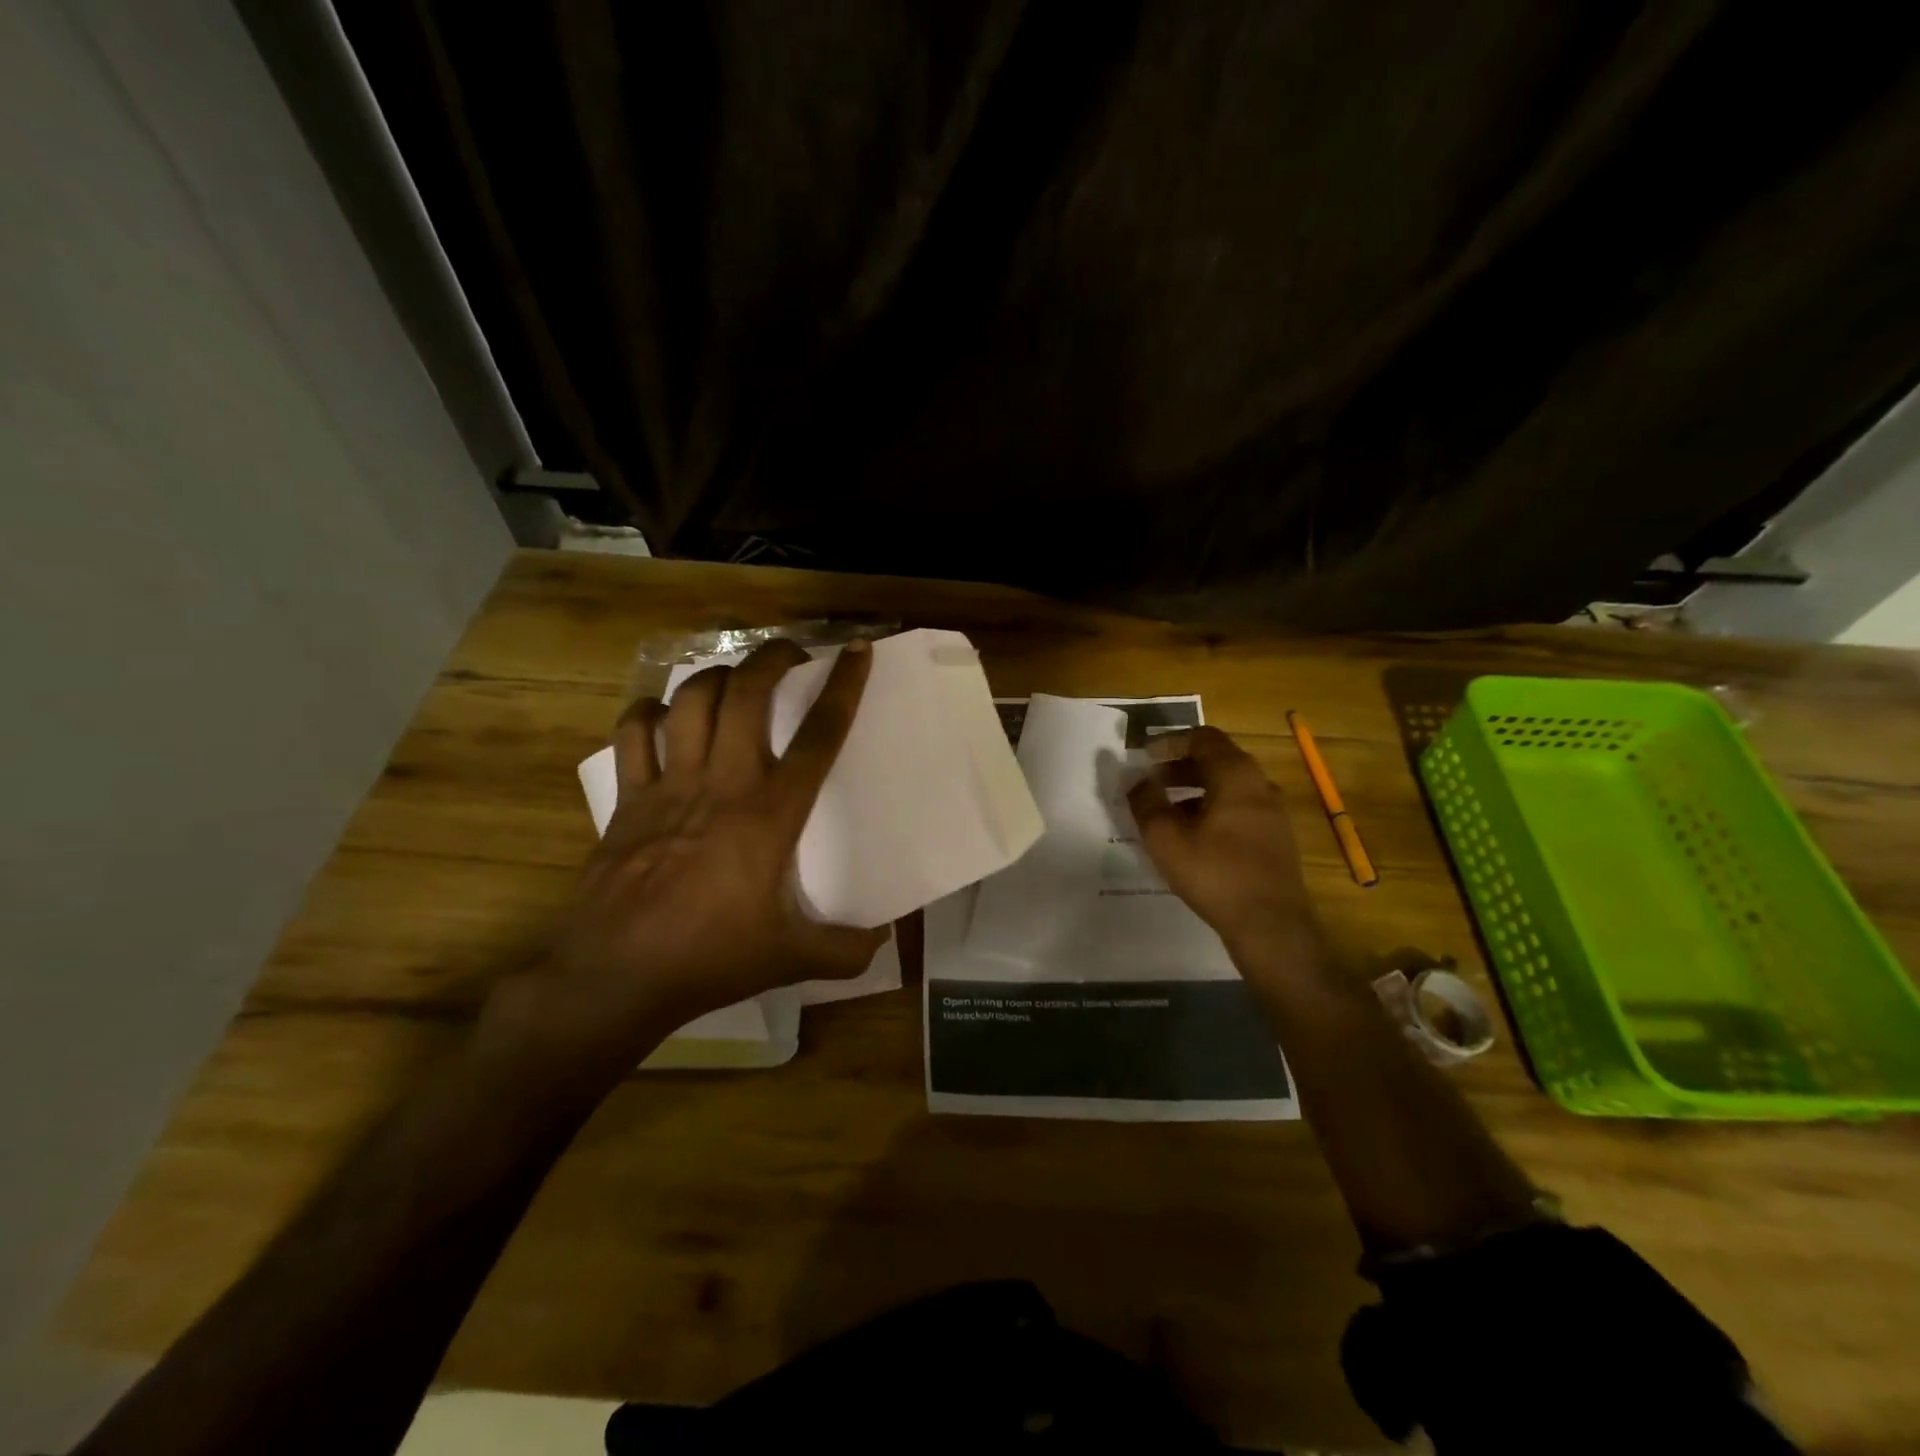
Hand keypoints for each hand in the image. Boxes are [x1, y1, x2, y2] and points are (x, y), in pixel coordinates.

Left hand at [500, 640, 886, 1074]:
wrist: (614, 975)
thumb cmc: (709, 959)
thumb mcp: (790, 960)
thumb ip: (845, 950)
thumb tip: (881, 939)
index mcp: (769, 815)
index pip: (817, 737)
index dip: (842, 688)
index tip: (855, 652)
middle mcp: (721, 785)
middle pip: (747, 695)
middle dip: (772, 658)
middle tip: (792, 654)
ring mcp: (669, 786)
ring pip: (691, 701)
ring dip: (718, 676)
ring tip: (736, 679)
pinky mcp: (627, 799)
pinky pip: (634, 734)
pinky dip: (650, 712)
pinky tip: (664, 715)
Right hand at [1127, 726, 1319, 960]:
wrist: (1271, 924)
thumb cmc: (1215, 873)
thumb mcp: (1166, 838)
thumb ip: (1146, 803)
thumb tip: (1137, 780)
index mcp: (1236, 775)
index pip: (1202, 738)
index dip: (1170, 742)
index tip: (1144, 756)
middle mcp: (1260, 785)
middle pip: (1217, 759)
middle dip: (1180, 765)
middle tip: (1151, 780)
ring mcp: (1272, 812)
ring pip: (1228, 786)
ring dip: (1195, 788)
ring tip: (1166, 810)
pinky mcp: (1275, 837)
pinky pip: (1239, 808)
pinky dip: (1212, 808)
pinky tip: (1193, 835)